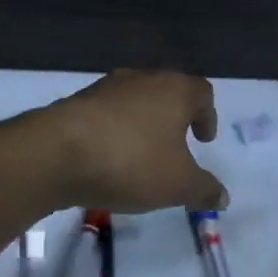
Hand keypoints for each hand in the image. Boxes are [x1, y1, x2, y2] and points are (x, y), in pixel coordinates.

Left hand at [42, 71, 227, 213]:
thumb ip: (204, 190)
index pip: (202, 92)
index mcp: (174, 89)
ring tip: (140, 157)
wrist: (55, 154)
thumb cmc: (131, 162)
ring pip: (134, 102)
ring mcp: (104, 88)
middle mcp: (141, 79)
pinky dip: (113, 133)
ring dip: (142, 125)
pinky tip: (108, 159)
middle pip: (167, 93)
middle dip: (174, 119)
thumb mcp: (178, 185)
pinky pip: (105, 116)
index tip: (203, 140)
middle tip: (176, 148)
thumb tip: (222, 197)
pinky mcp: (75, 103)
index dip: (208, 116)